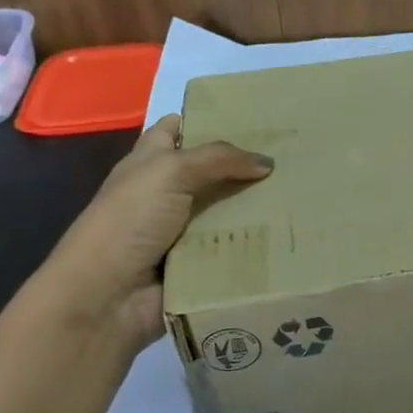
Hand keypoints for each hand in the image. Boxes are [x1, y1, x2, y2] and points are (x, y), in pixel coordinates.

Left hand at [31, 115, 271, 348]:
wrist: (108, 296)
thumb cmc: (129, 221)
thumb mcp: (169, 172)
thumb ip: (218, 159)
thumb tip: (267, 162)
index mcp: (149, 163)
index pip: (177, 130)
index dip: (207, 119)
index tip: (254, 117)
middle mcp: (166, 194)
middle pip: (213, 172)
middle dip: (247, 166)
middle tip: (295, 158)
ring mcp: (184, 232)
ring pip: (229, 211)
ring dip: (260, 208)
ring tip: (304, 197)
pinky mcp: (199, 265)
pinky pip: (234, 249)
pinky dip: (258, 245)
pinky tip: (292, 236)